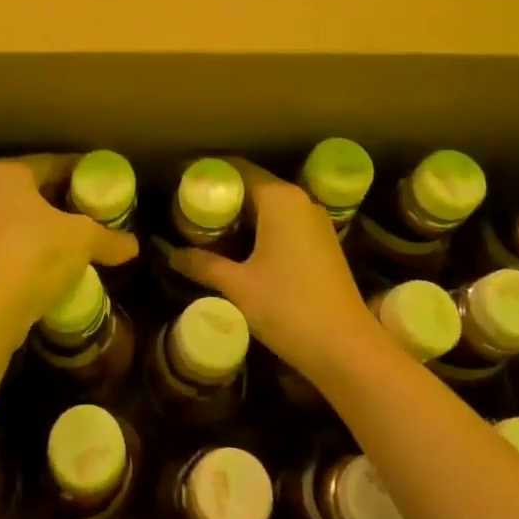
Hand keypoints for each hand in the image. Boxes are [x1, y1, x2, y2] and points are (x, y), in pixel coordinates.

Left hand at [0, 156, 137, 345]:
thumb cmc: (32, 255)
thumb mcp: (82, 240)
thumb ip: (108, 237)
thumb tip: (133, 246)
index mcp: (9, 173)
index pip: (56, 163)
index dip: (85, 173)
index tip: (107, 185)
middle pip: (39, 191)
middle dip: (70, 202)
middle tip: (100, 212)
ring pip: (27, 220)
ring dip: (54, 229)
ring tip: (85, 240)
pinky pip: (16, 244)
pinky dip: (38, 250)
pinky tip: (61, 265)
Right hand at [169, 158, 379, 379]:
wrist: (348, 350)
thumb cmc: (289, 308)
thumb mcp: (238, 286)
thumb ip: (202, 264)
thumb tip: (170, 254)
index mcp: (279, 199)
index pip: (235, 169)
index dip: (206, 173)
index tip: (179, 181)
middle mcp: (299, 201)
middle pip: (251, 185)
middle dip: (220, 196)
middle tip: (185, 209)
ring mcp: (314, 222)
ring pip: (267, 206)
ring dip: (238, 215)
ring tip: (205, 229)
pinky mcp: (321, 243)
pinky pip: (282, 223)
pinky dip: (258, 229)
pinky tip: (237, 249)